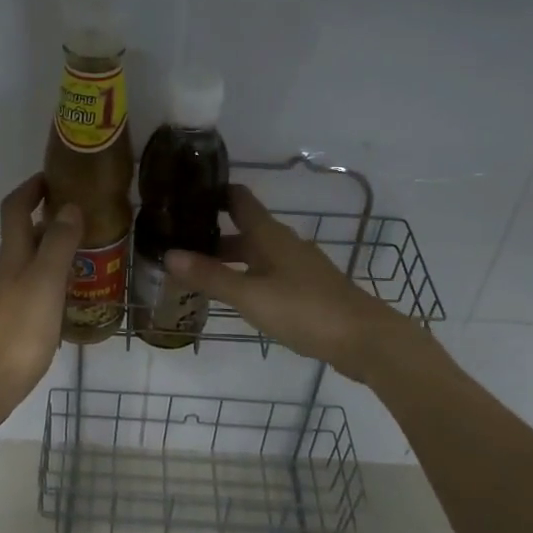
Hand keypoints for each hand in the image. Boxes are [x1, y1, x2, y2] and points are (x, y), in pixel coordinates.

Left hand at [0, 175, 81, 431]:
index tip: (52, 177)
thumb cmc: (16, 333)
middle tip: (83, 227)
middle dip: (47, 226)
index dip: (30, 189)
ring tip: (82, 270)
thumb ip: (58, 245)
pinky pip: (26, 299)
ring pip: (25, 271)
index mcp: (10, 259)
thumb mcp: (45, 284)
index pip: (15, 210)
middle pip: (20, 240)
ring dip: (48, 261)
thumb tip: (69, 206)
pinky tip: (62, 311)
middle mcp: (0, 276)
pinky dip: (44, 293)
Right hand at [164, 185, 424, 382]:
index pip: (239, 200)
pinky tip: (237, 295)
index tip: (185, 195)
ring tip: (199, 271)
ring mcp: (299, 267)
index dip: (214, 193)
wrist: (364, 339)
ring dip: (230, 258)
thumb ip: (210, 276)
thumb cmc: (304, 310)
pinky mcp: (308, 289)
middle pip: (246, 230)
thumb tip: (168, 254)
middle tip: (179, 242)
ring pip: (257, 254)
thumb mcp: (250, 295)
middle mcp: (284, 244)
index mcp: (270, 236)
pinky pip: (270, 274)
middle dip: (214, 233)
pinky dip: (248, 277)